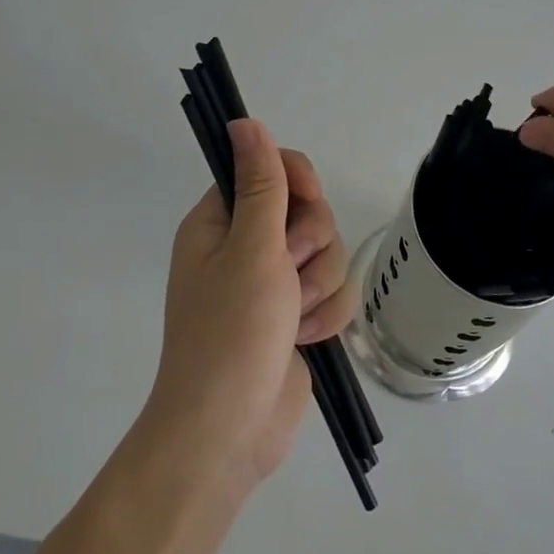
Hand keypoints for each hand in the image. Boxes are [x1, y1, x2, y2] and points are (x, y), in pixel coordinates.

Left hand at [144, 119, 356, 496]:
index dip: (298, 181)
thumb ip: (261, 183)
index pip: (271, 169)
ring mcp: (273, 283)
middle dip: (311, 245)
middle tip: (288, 273)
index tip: (308, 201)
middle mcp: (246, 246)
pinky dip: (324, 315)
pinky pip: (333, 291)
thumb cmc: (232, 333)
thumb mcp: (251, 249)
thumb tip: (244, 120)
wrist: (230, 432)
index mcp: (221, 222)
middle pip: (309, 212)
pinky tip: (304, 339)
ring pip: (328, 252)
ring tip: (294, 318)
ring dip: (319, 285)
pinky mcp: (296, 315)